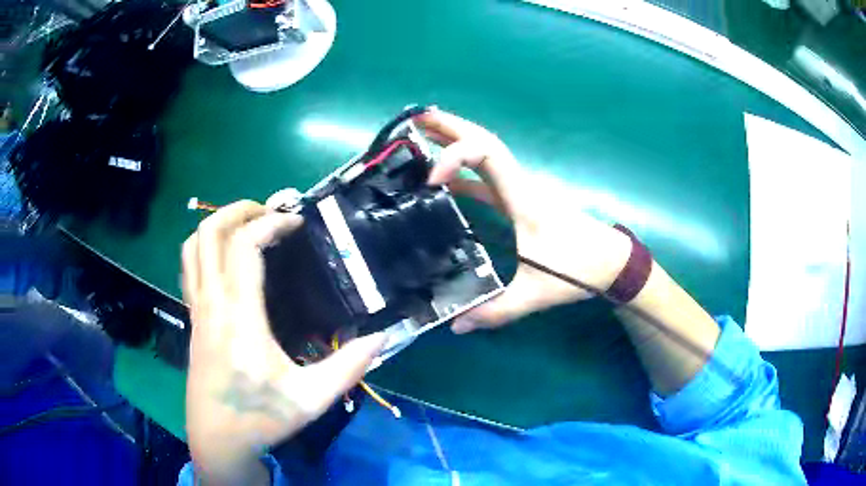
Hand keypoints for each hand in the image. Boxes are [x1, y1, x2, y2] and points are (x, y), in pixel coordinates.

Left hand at [182, 201, 385, 483]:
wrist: (217, 439)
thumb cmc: (260, 419)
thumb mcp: (312, 399)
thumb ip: (349, 367)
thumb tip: (382, 337)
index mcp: (239, 316)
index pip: (245, 246)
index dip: (272, 222)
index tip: (298, 221)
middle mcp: (212, 304)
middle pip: (210, 233)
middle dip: (239, 210)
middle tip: (270, 211)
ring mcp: (197, 310)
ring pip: (193, 247)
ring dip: (218, 225)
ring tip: (247, 225)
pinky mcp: (192, 320)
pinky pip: (190, 268)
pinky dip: (205, 248)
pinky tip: (226, 259)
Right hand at [416, 108, 632, 332]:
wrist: (611, 261)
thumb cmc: (579, 268)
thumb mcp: (537, 292)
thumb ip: (497, 310)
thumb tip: (455, 325)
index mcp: (523, 198)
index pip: (487, 155)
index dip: (455, 156)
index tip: (430, 180)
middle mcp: (520, 185)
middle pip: (484, 140)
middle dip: (450, 125)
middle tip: (417, 117)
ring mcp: (521, 191)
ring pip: (486, 154)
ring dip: (456, 141)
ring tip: (422, 136)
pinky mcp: (522, 201)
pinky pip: (488, 177)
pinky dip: (464, 171)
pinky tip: (443, 180)